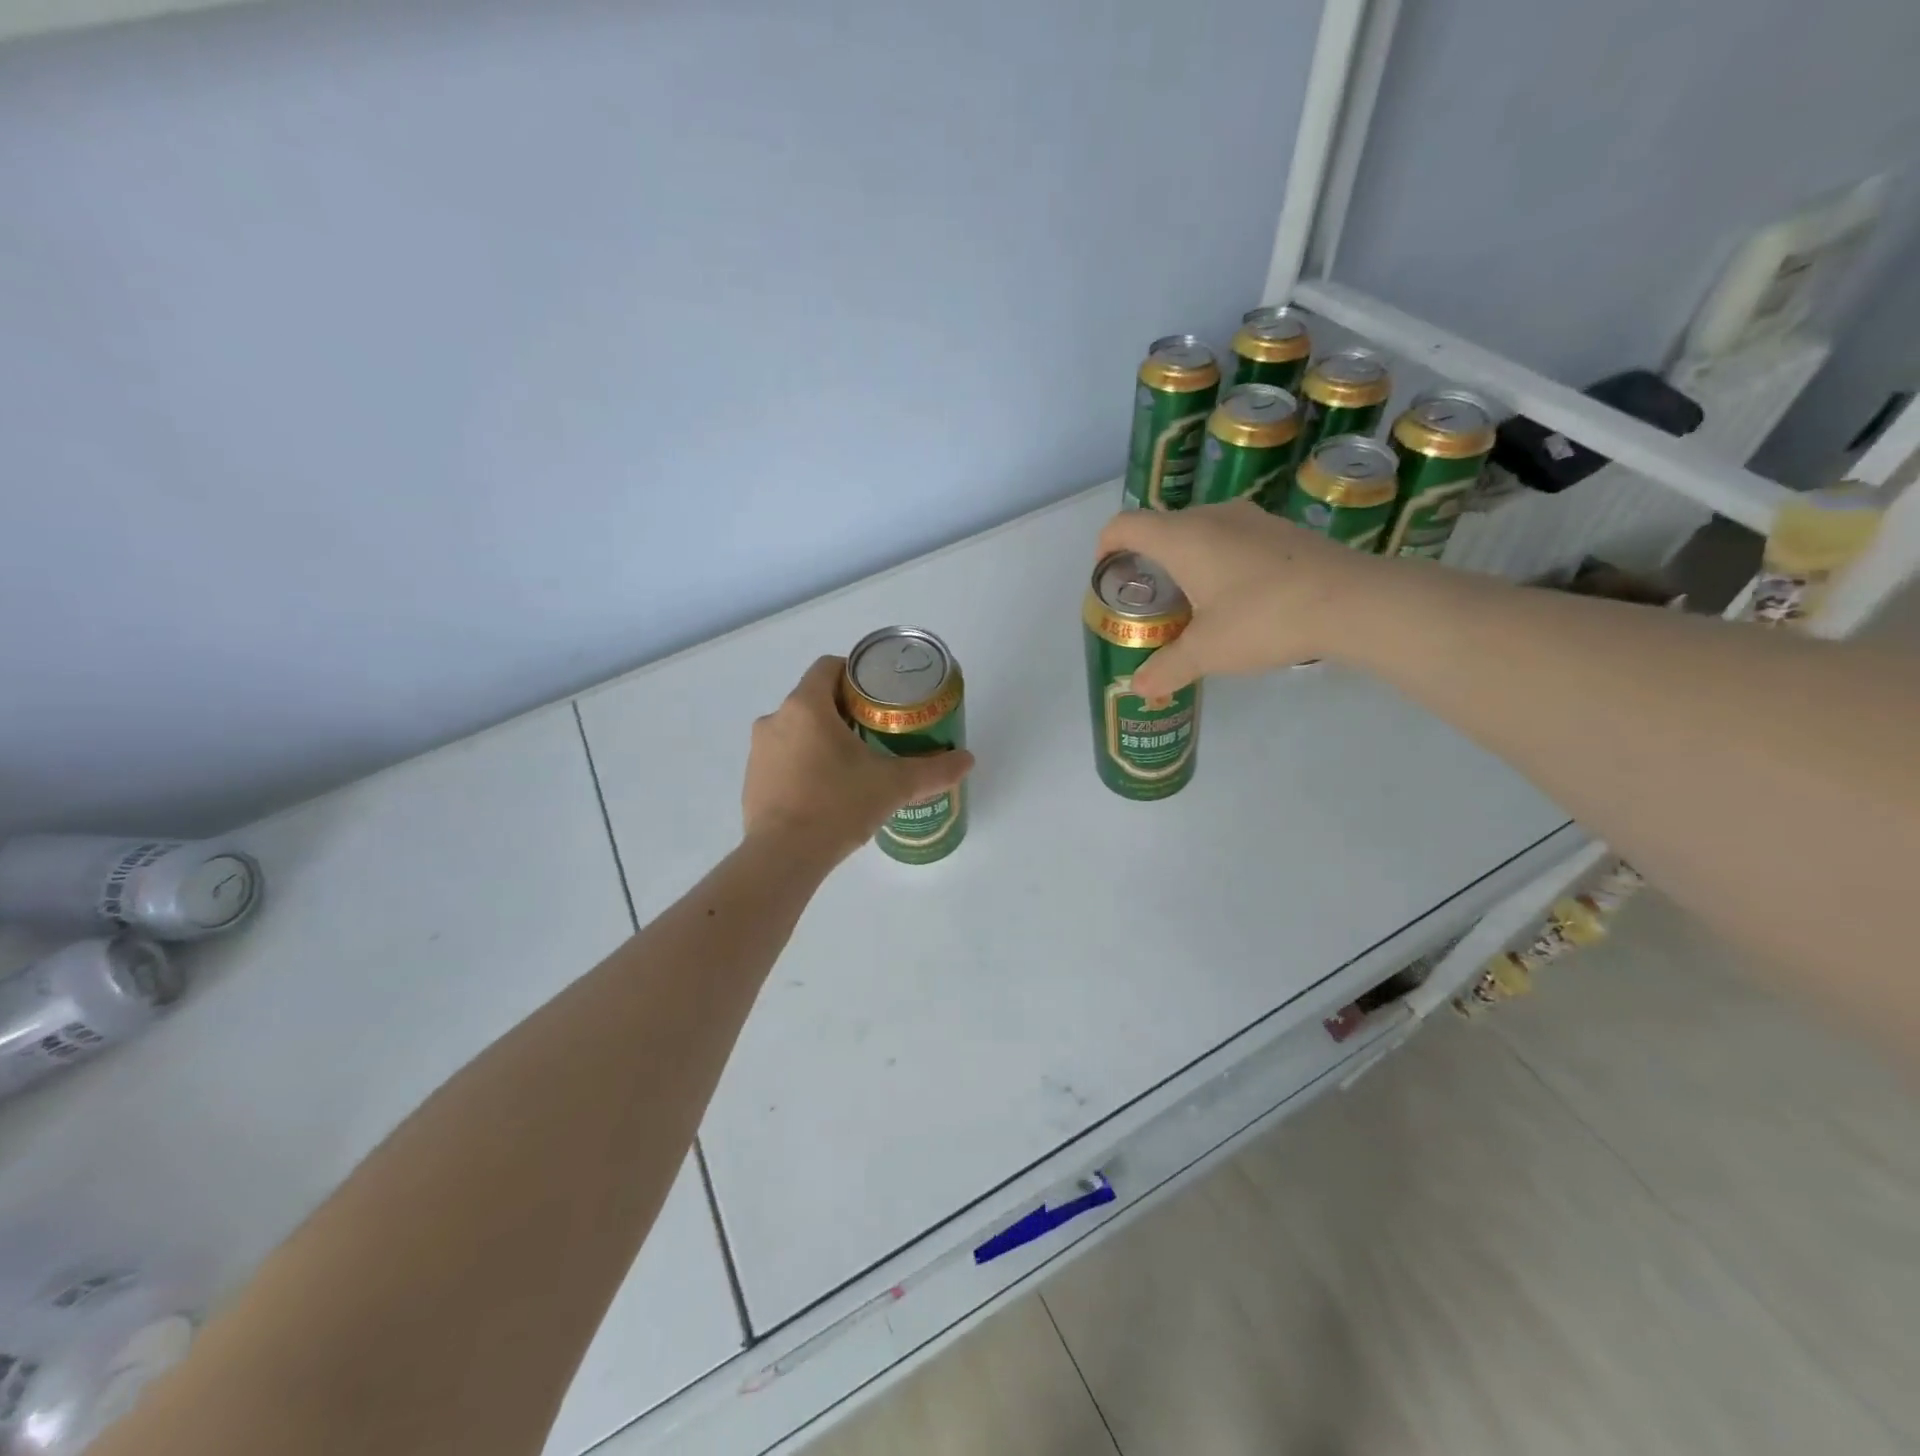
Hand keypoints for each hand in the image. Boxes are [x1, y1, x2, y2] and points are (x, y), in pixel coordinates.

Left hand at [744, 656, 976, 862]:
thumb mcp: (894, 785)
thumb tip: (967, 760)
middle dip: (845, 711)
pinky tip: (826, 792)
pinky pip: (783, 759)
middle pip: (814, 699)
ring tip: (853, 765)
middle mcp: (776, 719)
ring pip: (797, 730)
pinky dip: (804, 764)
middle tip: (877, 732)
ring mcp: (759, 751)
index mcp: (806, 706)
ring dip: (822, 738)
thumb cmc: (838, 805)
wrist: (784, 857)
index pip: (829, 667)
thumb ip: (934, 770)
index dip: (856, 674)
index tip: (880, 695)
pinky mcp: (752, 780)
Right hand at [1095, 501, 1391, 696]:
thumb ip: (1166, 668)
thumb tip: (1137, 688)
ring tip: (1191, 602)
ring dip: (1185, 560)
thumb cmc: (1263, 618)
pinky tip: (1235, 597)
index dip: (1106, 545)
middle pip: (1161, 528)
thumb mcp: (1207, 652)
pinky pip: (1231, 537)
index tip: (1105, 573)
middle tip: (1148, 601)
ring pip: (1199, 531)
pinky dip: (1218, 560)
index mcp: (1182, 537)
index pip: (1126, 525)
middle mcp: (1211, 516)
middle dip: (1146, 561)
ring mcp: (1250, 518)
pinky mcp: (1280, 530)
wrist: (1352, 601)